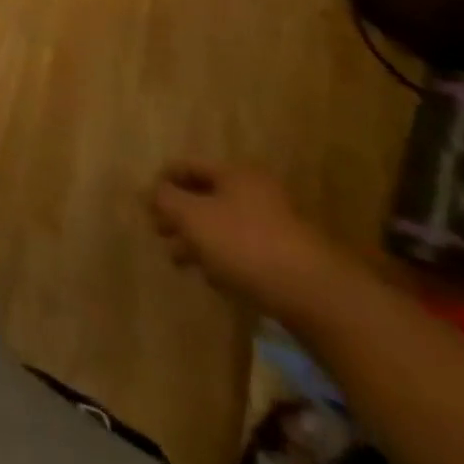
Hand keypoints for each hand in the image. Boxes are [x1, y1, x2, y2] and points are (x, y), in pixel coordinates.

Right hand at [148, 163, 343, 316]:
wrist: (317, 296)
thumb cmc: (246, 245)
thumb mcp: (193, 217)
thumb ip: (165, 200)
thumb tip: (151, 191)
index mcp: (234, 174)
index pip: (186, 167)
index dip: (162, 182)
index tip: (146, 206)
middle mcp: (256, 192)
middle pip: (205, 197)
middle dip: (179, 216)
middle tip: (160, 235)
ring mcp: (275, 226)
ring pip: (223, 226)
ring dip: (198, 241)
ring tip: (181, 262)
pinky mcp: (286, 258)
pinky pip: (243, 250)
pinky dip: (223, 259)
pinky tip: (214, 279)